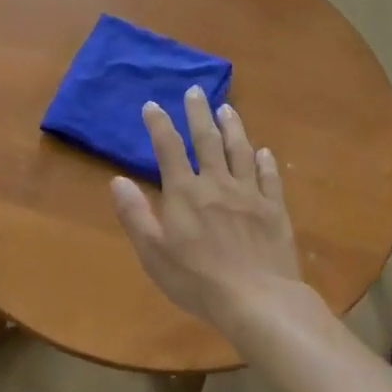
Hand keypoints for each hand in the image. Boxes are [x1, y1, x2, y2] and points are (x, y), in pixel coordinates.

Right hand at [111, 87, 299, 328]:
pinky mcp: (274, 209)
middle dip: (198, 113)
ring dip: (233, 127)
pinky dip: (265, 161)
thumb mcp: (153, 252)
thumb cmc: (197, 280)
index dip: (158, 124)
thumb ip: (135, 214)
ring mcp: (249, 194)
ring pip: (240, 151)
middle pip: (207, 140)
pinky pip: (269, 177)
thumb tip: (117, 180)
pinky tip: (264, 152)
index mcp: (185, 193)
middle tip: (196, 90)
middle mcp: (217, 184)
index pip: (168, 149)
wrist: (258, 300)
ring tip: (227, 108)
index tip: (152, 105)